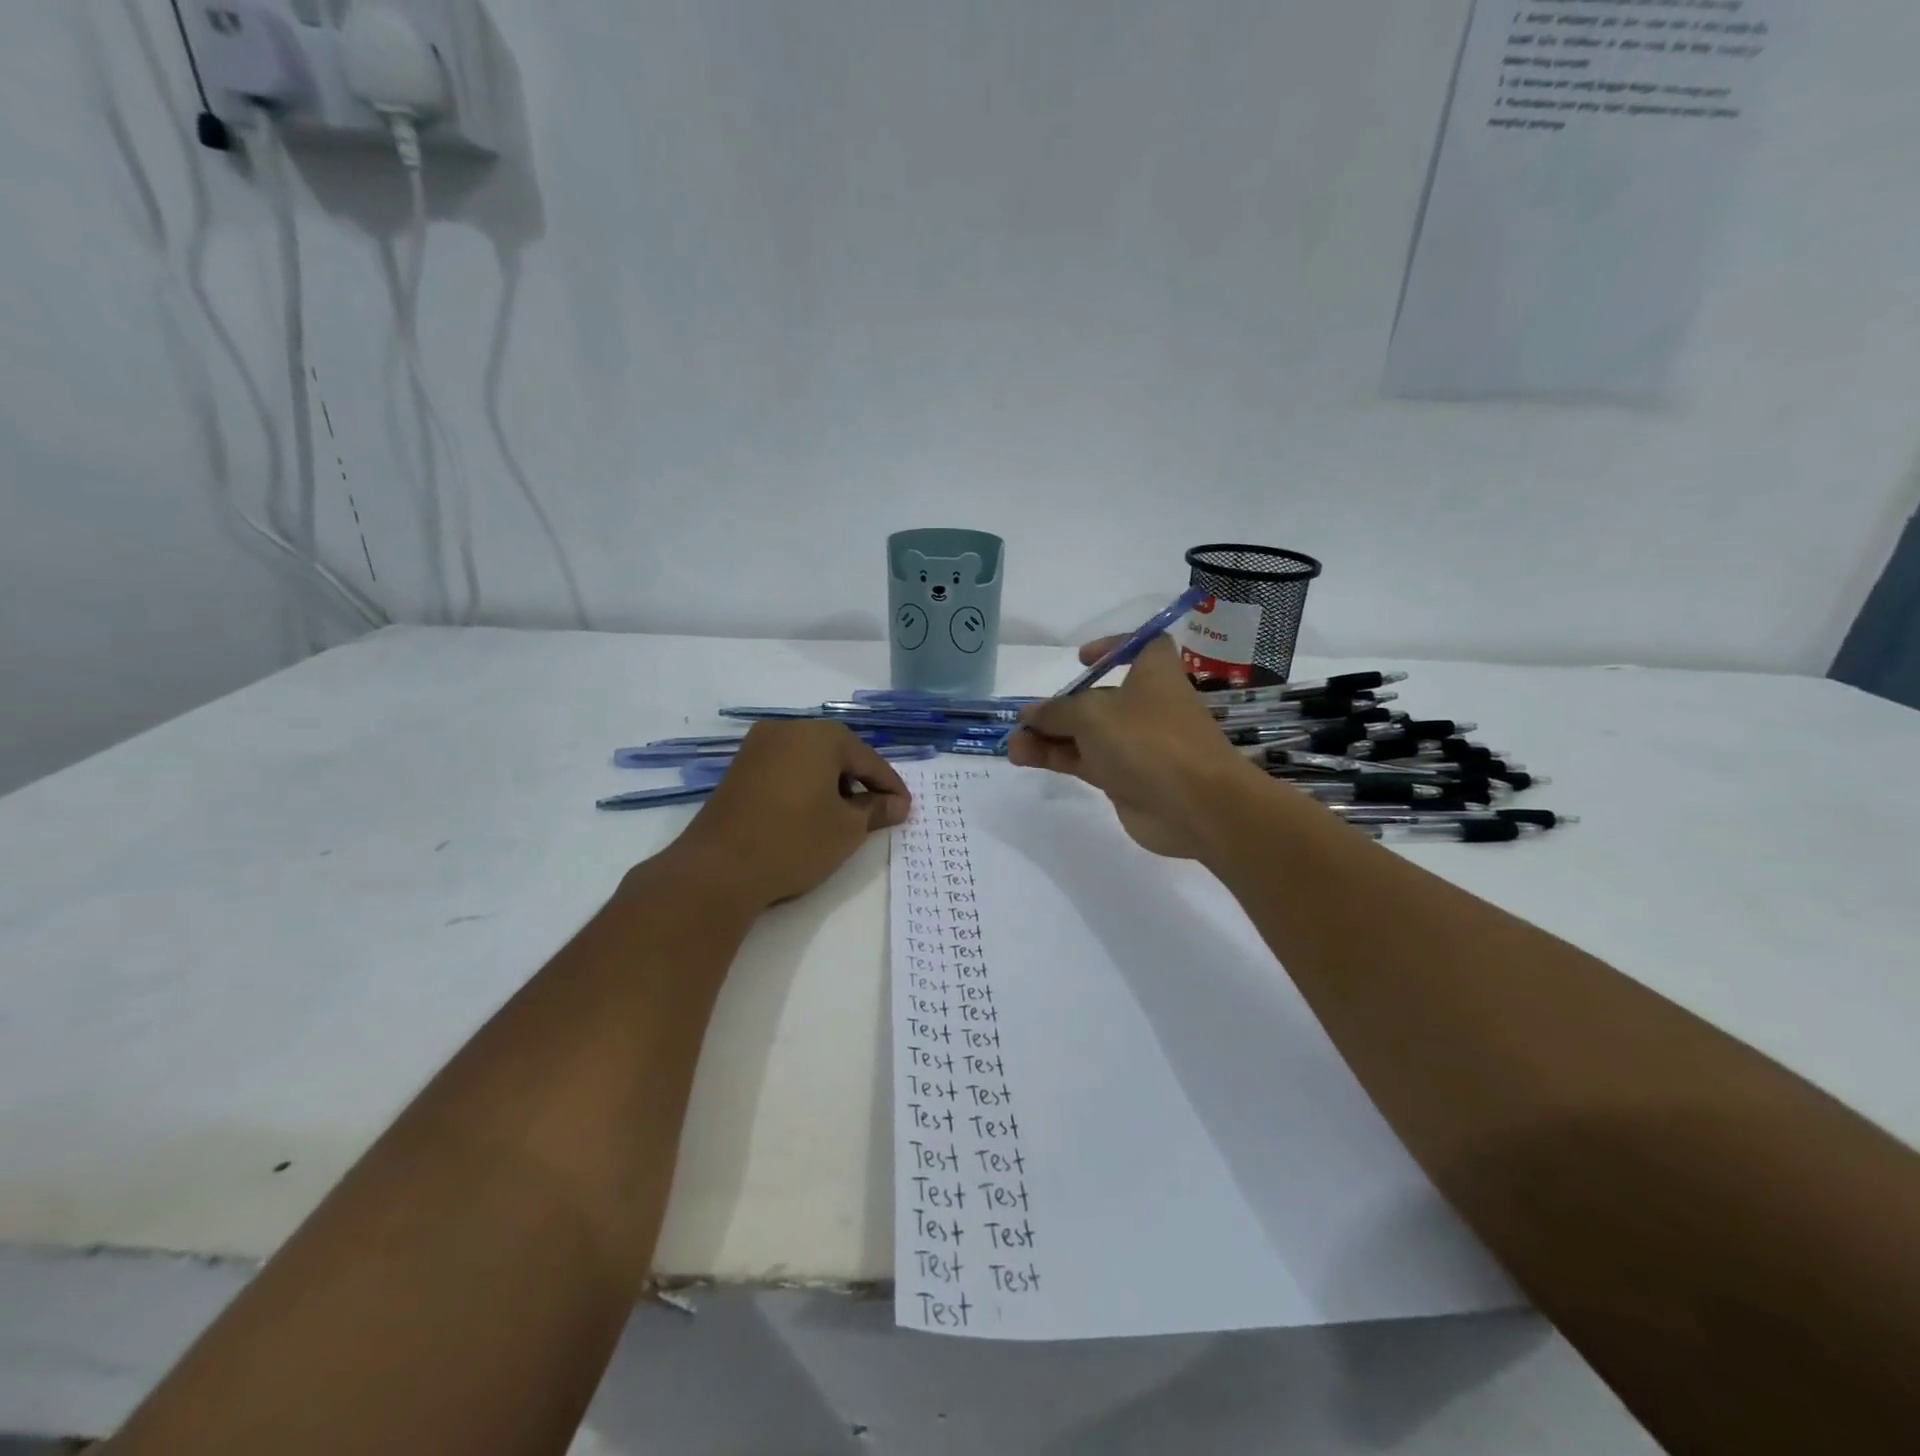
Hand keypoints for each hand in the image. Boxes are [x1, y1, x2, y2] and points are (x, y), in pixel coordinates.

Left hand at [669, 721, 912, 907]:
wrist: (718, 869)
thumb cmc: (794, 841)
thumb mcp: (847, 829)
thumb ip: (877, 810)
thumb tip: (898, 804)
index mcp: (821, 735)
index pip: (869, 760)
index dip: (890, 787)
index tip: (905, 810)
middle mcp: (788, 729)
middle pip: (838, 754)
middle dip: (860, 782)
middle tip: (877, 813)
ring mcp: (758, 747)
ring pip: (810, 761)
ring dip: (831, 785)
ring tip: (843, 818)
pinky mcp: (738, 769)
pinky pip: (785, 770)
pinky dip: (804, 787)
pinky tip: (809, 815)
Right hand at [1007, 637, 1263, 857]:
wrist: (1194, 806)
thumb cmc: (1148, 739)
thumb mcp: (1093, 714)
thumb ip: (1057, 712)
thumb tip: (1030, 714)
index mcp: (1153, 674)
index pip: (1141, 647)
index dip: (1113, 648)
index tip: (1082, 660)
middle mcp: (1146, 706)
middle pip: (1100, 698)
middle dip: (1061, 706)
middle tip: (1025, 719)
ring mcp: (1136, 745)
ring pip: (1087, 735)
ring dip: (1050, 737)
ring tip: (1012, 745)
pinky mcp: (1126, 779)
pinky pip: (1086, 762)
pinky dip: (1057, 758)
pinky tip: (1023, 758)